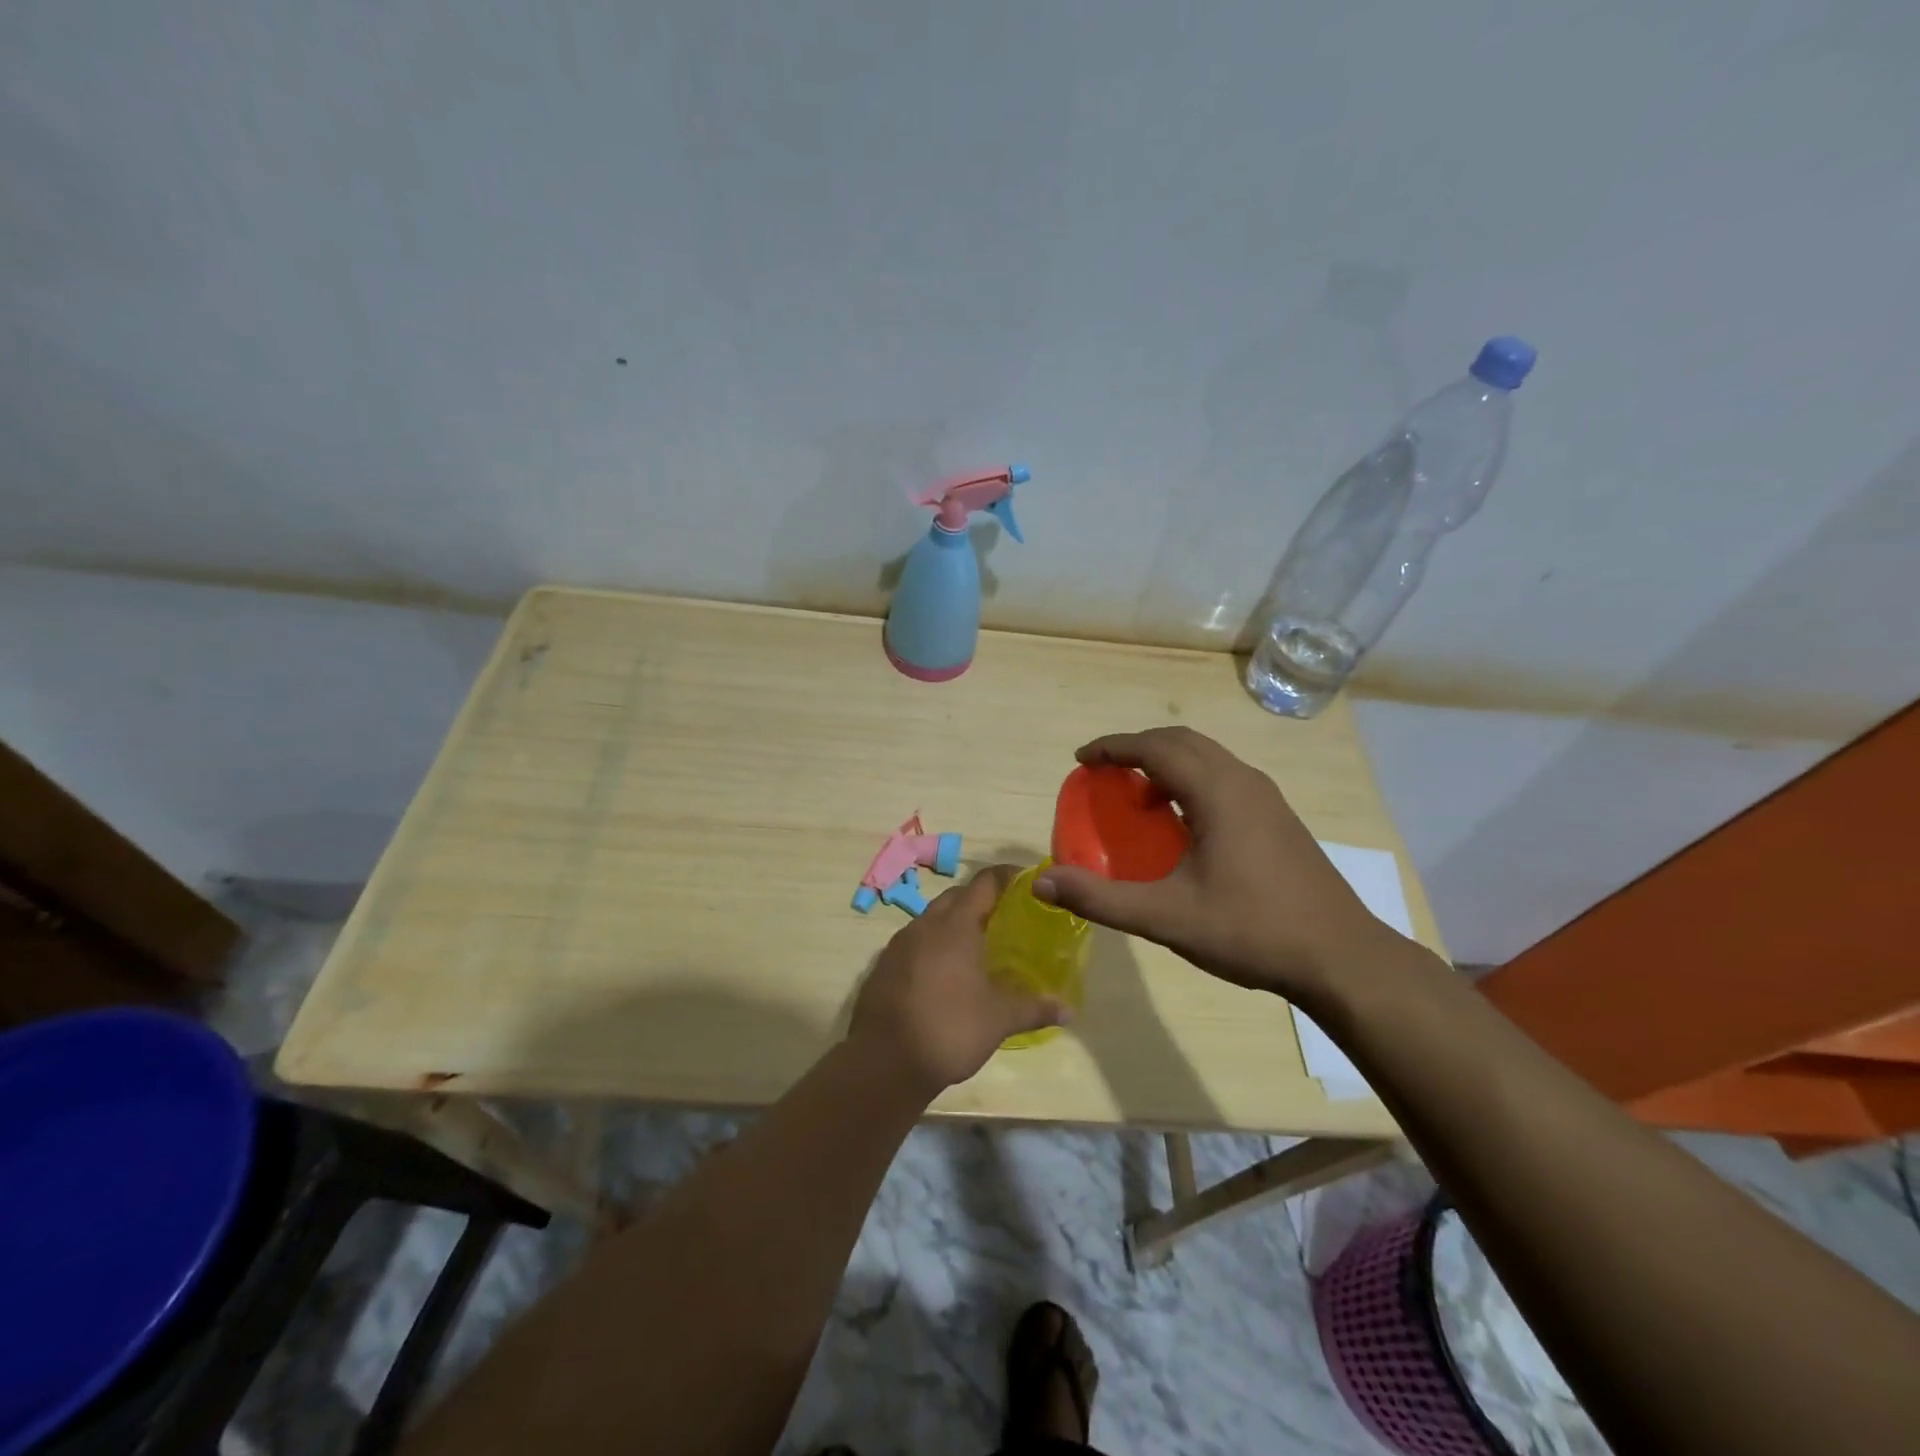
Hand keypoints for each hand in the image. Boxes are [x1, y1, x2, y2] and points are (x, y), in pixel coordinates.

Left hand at [848, 866, 1066, 1095]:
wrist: (883, 1062)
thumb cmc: (948, 1029)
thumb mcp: (999, 1019)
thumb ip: (1034, 1008)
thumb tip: (1068, 1008)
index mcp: (955, 926)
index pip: (984, 883)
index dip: (1007, 876)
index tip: (1026, 881)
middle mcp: (925, 925)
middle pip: (956, 896)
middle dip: (980, 900)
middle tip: (1005, 917)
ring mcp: (898, 945)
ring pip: (931, 919)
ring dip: (954, 923)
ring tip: (977, 946)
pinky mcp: (883, 966)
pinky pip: (914, 943)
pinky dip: (933, 946)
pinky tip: (945, 973)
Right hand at [1033, 727, 1406, 1002]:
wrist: (1342, 958)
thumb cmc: (1251, 930)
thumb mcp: (1167, 918)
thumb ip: (1101, 898)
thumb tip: (1042, 884)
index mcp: (1218, 792)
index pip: (1156, 747)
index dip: (1114, 747)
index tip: (1082, 759)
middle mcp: (1244, 781)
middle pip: (1183, 741)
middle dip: (1138, 748)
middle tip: (1105, 771)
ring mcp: (1268, 799)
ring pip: (1208, 758)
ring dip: (1167, 763)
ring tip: (1138, 797)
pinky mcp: (1279, 818)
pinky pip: (1224, 778)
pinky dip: (1191, 781)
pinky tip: (1182, 825)